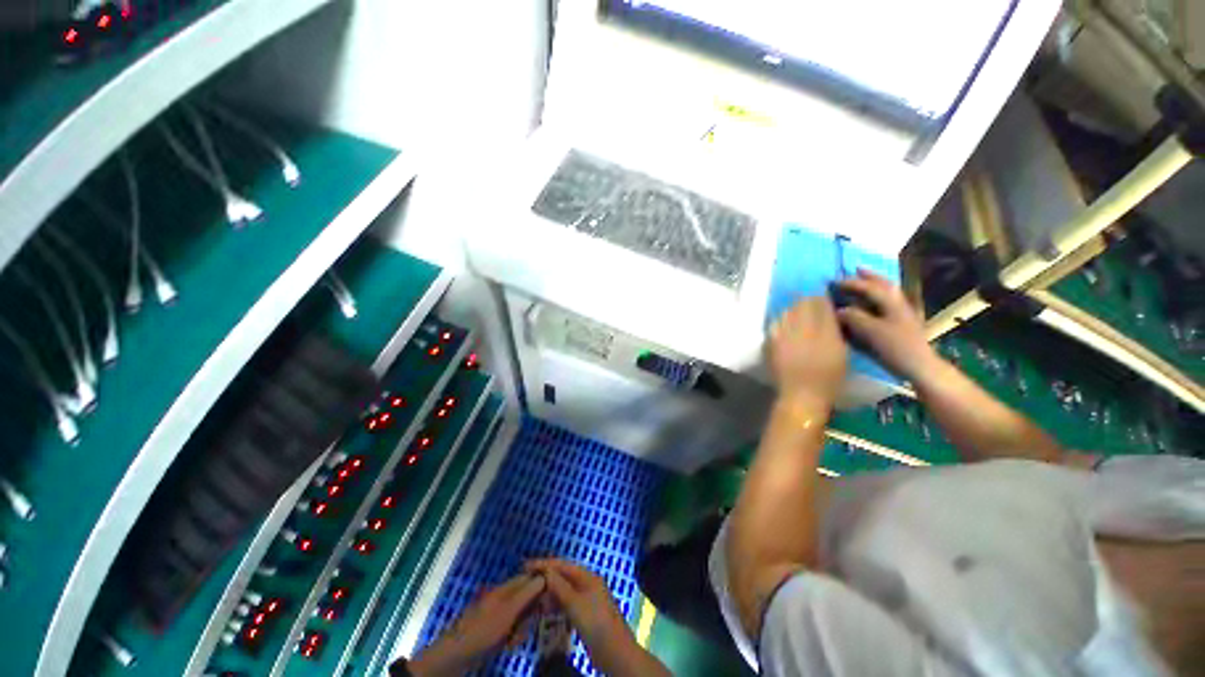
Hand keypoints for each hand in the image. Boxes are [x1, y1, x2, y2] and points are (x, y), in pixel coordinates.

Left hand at [409, 574, 545, 676]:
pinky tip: (510, 645)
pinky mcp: (496, 629)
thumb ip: (527, 593)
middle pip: (528, 597)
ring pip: (522, 615)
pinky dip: (515, 636)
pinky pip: (514, 628)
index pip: (530, 577)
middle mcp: (504, 597)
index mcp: (506, 588)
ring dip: (524, 627)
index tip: (554, 595)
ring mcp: (500, 613)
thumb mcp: (508, 611)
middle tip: (532, 624)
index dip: (543, 583)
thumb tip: (545, 575)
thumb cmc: (482, 629)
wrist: (456, 655)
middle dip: (533, 611)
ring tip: (516, 639)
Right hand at [525, 559, 641, 672]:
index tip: (526, 565)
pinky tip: (546, 611)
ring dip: (550, 593)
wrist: (614, 651)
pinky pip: (567, 605)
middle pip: (563, 577)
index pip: (563, 565)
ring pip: (564, 591)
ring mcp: (586, 600)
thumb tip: (545, 571)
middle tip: (527, 582)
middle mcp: (587, 584)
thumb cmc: (595, 622)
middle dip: (546, 578)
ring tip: (534, 598)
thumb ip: (560, 586)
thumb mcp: (575, 603)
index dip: (545, 564)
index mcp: (587, 576)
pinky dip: (556, 605)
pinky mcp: (584, 615)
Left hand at [768, 297, 846, 403]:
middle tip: (811, 308)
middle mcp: (802, 328)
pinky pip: (775, 323)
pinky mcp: (770, 341)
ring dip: (793, 311)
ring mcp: (783, 334)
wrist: (801, 394)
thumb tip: (830, 315)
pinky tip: (785, 328)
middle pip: (802, 303)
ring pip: (787, 311)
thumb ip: (834, 330)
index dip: (823, 299)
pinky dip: (781, 322)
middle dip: (808, 302)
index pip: (821, 303)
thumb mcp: (841, 352)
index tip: (825, 300)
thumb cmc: (829, 378)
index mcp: (825, 331)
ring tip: (798, 318)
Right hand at [836, 269, 939, 382]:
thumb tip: (839, 310)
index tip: (833, 281)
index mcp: (892, 303)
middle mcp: (897, 305)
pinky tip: (870, 304)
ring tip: (863, 282)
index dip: (851, 283)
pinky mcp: (899, 326)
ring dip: (875, 286)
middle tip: (856, 269)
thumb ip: (854, 317)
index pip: (870, 288)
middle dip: (870, 277)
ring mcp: (900, 315)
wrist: (919, 367)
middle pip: (884, 286)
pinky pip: (886, 307)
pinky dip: (877, 300)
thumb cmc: (896, 347)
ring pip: (887, 295)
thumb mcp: (872, 331)